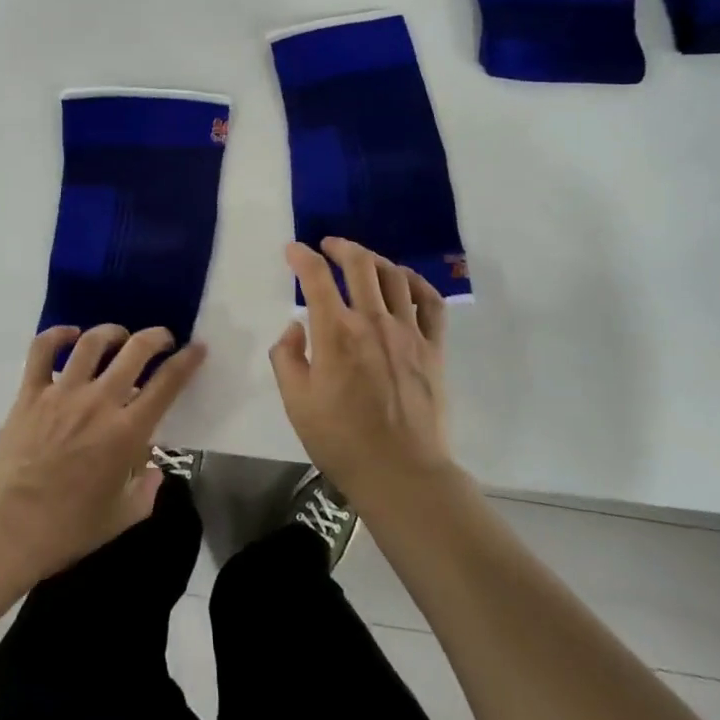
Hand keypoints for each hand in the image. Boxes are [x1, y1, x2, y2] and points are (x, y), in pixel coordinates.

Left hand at [0, 324, 204, 584]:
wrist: (5, 532)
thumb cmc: (67, 531)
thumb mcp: (121, 519)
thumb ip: (147, 492)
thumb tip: (154, 470)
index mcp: (127, 432)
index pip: (167, 383)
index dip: (187, 360)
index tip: (197, 347)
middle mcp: (99, 402)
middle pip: (135, 350)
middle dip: (156, 337)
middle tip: (162, 338)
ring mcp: (62, 393)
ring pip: (92, 342)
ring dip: (112, 332)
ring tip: (120, 336)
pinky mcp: (30, 393)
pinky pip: (42, 351)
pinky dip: (57, 335)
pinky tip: (70, 334)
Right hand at [269, 238, 456, 505]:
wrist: (401, 474)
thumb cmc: (342, 441)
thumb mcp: (296, 403)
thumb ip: (286, 358)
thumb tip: (295, 328)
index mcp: (335, 333)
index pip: (316, 277)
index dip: (301, 256)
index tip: (292, 250)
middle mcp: (373, 321)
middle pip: (359, 264)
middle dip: (340, 246)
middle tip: (328, 245)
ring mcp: (408, 332)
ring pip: (394, 275)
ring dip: (374, 259)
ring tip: (362, 260)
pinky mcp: (433, 348)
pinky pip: (430, 302)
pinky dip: (416, 282)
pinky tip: (404, 280)